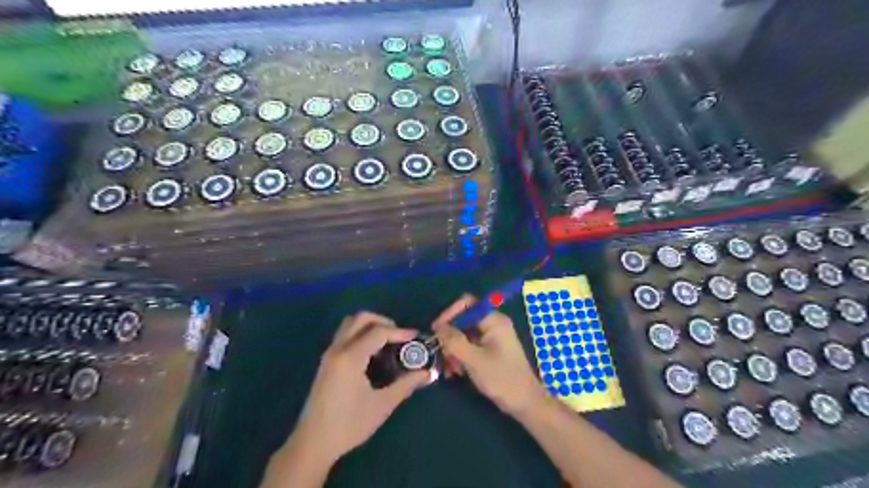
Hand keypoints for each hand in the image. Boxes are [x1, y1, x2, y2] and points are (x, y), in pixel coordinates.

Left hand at [294, 314, 432, 462]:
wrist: (312, 444)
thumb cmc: (349, 424)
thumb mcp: (382, 405)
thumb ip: (405, 385)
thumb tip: (427, 374)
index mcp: (350, 357)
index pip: (378, 332)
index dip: (399, 332)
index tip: (415, 337)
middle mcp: (337, 349)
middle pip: (360, 319)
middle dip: (383, 321)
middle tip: (399, 335)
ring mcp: (329, 354)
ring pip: (349, 324)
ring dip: (369, 326)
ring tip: (387, 341)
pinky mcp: (326, 362)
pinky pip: (344, 335)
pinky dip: (360, 334)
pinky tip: (372, 354)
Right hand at [432, 296, 544, 417]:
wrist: (525, 403)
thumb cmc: (502, 379)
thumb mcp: (474, 360)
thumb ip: (454, 341)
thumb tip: (438, 326)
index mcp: (494, 321)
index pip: (467, 304)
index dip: (449, 314)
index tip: (436, 331)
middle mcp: (493, 324)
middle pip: (463, 320)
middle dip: (450, 337)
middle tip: (442, 356)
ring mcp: (492, 337)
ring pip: (464, 335)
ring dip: (453, 350)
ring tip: (449, 369)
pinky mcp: (490, 350)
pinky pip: (469, 346)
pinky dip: (460, 356)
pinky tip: (456, 372)